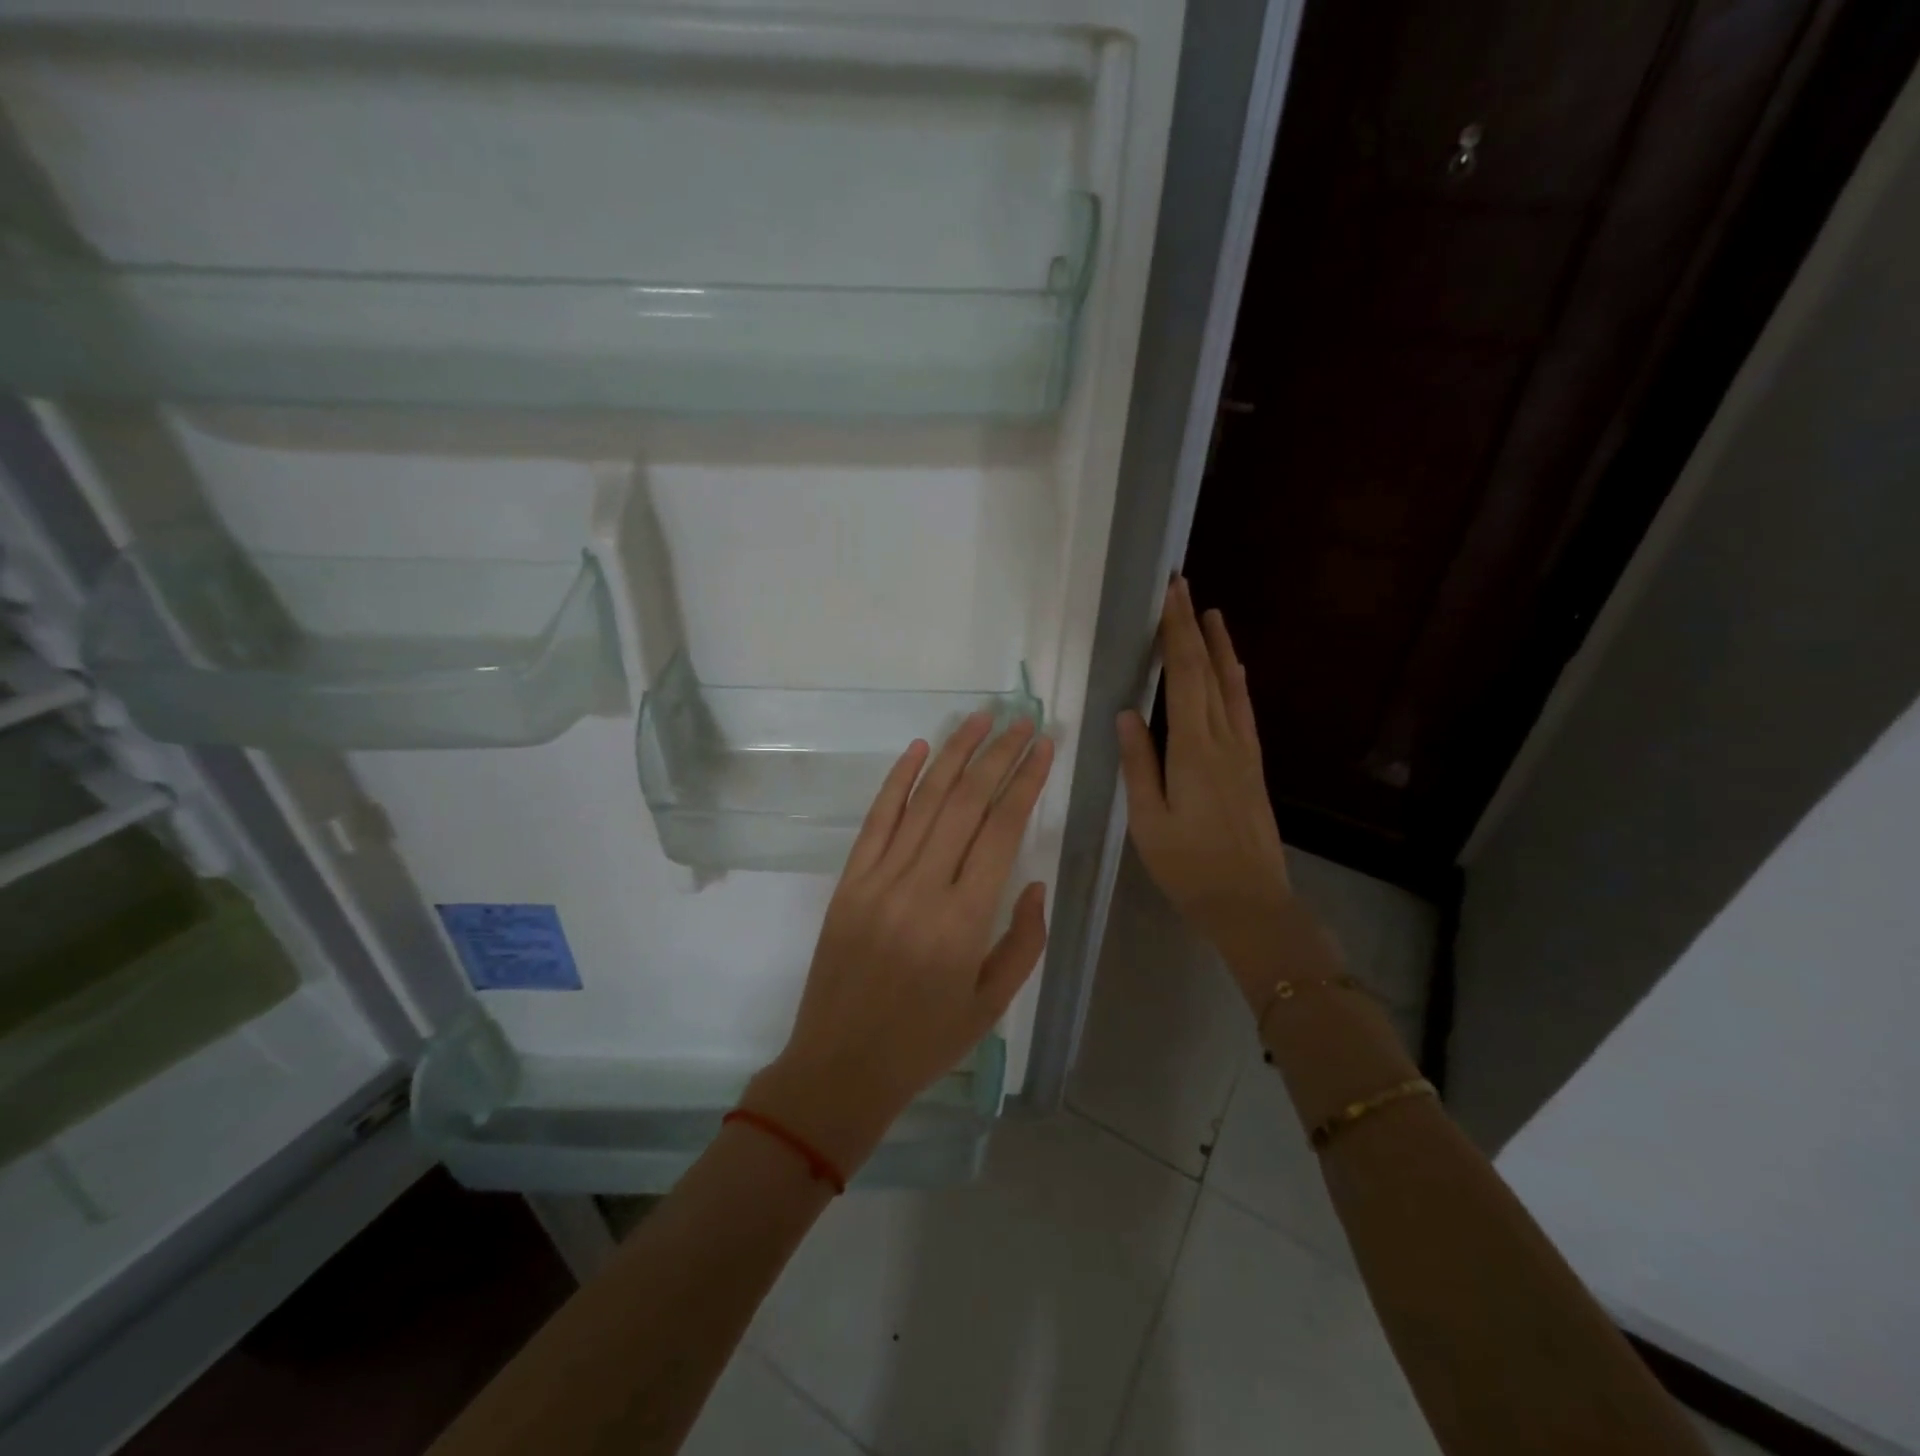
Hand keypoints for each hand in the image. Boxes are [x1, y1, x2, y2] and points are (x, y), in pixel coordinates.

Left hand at [746, 714, 1053, 1174]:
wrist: (840, 1067)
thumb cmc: (925, 1043)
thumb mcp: (993, 1004)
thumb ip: (1024, 941)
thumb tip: (1032, 882)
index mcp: (964, 921)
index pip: (1001, 829)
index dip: (1027, 781)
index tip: (1044, 746)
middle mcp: (921, 887)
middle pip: (966, 802)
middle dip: (999, 755)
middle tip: (1023, 720)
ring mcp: (879, 879)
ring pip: (923, 800)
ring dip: (954, 753)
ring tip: (981, 718)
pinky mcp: (849, 881)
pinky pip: (876, 819)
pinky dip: (898, 780)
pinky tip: (919, 748)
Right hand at [1118, 578, 1293, 995]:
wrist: (1251, 904)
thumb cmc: (1190, 867)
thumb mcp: (1149, 821)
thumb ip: (1138, 764)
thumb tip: (1127, 713)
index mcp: (1192, 749)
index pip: (1185, 676)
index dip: (1176, 633)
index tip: (1170, 595)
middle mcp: (1222, 740)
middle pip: (1208, 672)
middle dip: (1193, 627)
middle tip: (1183, 587)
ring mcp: (1243, 752)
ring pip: (1232, 687)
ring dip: (1221, 647)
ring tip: (1212, 614)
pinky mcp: (1253, 767)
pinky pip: (1243, 711)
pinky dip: (1237, 682)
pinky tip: (1235, 672)